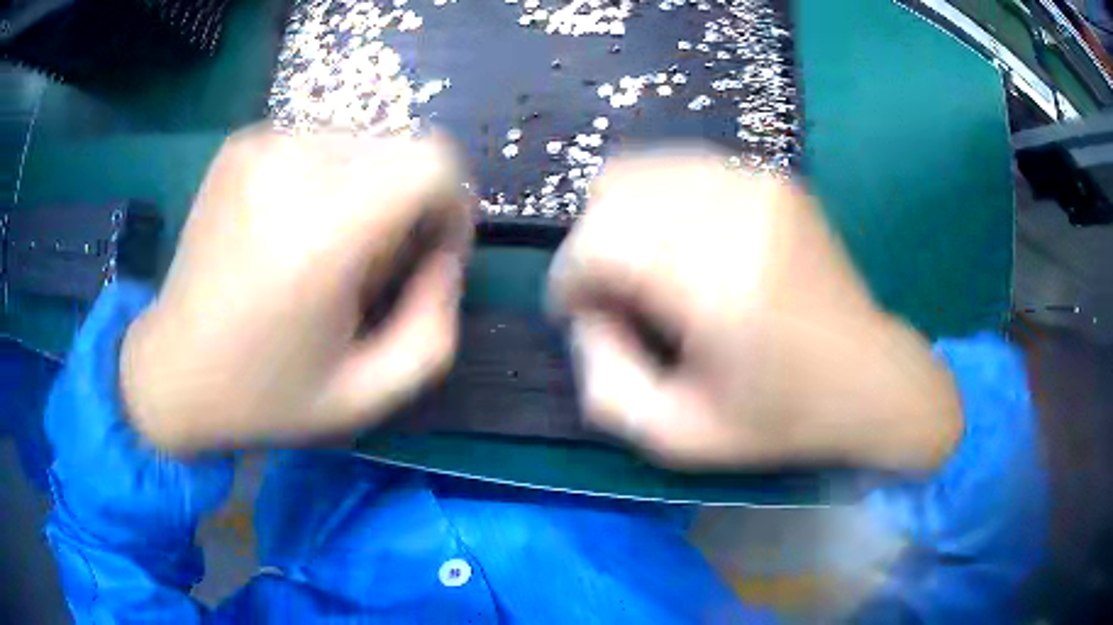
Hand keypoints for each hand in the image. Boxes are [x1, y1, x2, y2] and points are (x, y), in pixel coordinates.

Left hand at [121, 127, 471, 452]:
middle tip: (370, 267)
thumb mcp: (368, 395)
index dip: (452, 203)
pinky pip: (320, 143)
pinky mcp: (241, 145)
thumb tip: (444, 255)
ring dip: (368, 191)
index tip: (429, 253)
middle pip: (402, 148)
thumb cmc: (265, 394)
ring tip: (326, 251)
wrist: (171, 370)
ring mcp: (259, 146)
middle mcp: (289, 166)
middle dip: (409, 204)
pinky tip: (292, 231)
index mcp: (321, 232)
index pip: (432, 161)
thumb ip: (434, 328)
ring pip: (364, 143)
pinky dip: (328, 180)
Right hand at [549, 150, 962, 470]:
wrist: (869, 377)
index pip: (598, 242)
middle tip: (616, 297)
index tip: (579, 315)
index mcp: (719, 284)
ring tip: (648, 268)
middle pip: (613, 194)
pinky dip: (659, 201)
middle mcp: (738, 211)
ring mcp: (758, 182)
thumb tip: (586, 316)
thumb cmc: (781, 417)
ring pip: (641, 168)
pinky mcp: (772, 177)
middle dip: (592, 247)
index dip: (569, 279)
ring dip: (623, 219)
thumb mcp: (678, 437)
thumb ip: (606, 384)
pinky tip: (683, 245)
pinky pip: (680, 167)